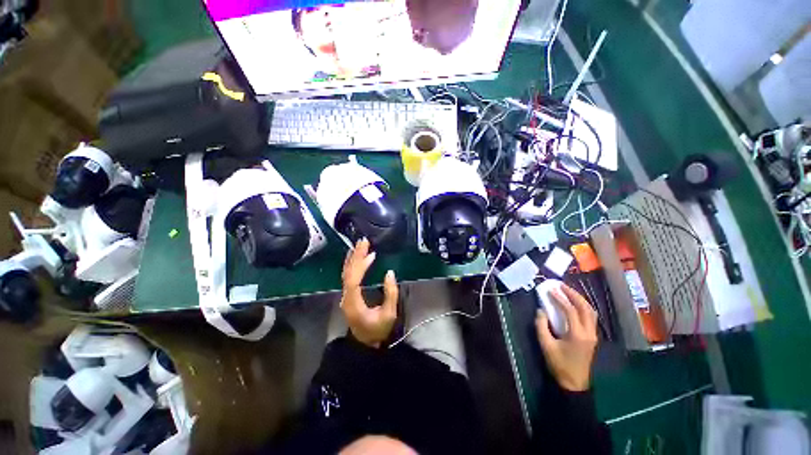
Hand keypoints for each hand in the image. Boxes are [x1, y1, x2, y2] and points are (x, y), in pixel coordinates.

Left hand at [341, 239, 398, 347]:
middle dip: (356, 256)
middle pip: (348, 273)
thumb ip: (391, 293)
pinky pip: (348, 276)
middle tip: (363, 241)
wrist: (365, 342)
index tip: (371, 255)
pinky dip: (352, 264)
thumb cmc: (378, 329)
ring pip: (347, 273)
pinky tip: (355, 256)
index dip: (361, 266)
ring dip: (353, 258)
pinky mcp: (348, 294)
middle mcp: (346, 297)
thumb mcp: (389, 314)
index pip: (354, 280)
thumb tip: (390, 273)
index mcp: (354, 303)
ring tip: (360, 245)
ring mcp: (346, 295)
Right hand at [535, 284, 597, 391]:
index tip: (550, 290)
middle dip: (573, 295)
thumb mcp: (546, 345)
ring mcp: (593, 335)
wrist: (574, 384)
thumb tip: (541, 310)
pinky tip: (574, 304)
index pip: (570, 311)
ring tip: (568, 292)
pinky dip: (583, 307)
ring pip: (591, 312)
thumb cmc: (559, 365)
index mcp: (578, 335)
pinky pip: (590, 317)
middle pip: (585, 308)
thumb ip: (541, 326)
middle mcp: (589, 333)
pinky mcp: (592, 338)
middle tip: (561, 286)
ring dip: (580, 300)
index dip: (560, 299)